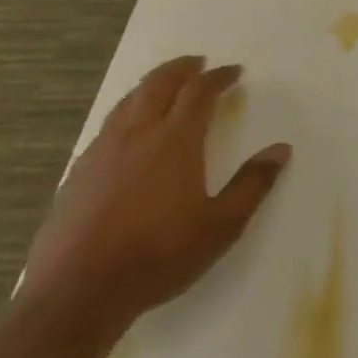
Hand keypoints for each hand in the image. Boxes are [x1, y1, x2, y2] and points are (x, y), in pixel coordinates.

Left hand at [20, 56, 289, 343]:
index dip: (218, 77)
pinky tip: (128, 131)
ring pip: (127, 103)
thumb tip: (281, 150)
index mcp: (175, 142)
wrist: (77, 295)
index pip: (199, 93)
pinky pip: (107, 127)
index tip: (233, 71)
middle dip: (180, 69)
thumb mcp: (222, 225)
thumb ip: (253, 184)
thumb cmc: (159, 256)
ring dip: (150, 86)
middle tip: (197, 62)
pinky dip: (126, 113)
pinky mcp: (77, 175)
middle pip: (157, 86)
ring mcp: (101, 154)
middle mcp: (136, 137)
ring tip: (164, 85)